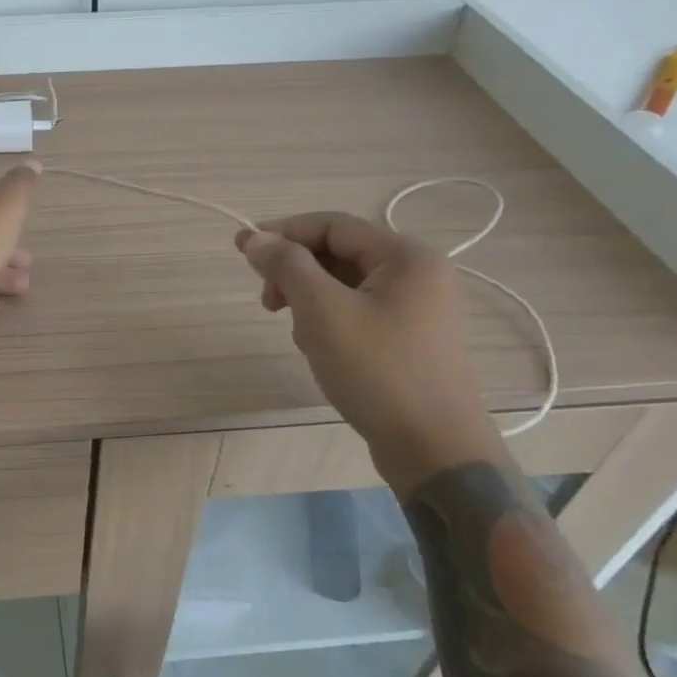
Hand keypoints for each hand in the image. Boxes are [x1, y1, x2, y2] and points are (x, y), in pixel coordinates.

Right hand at [237, 212, 499, 487]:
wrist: (435, 452)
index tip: (242, 250)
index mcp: (407, 256)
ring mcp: (418, 308)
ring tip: (300, 336)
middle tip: (268, 304)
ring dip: (310, 301)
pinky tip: (320, 350)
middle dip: (297, 273)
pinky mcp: (410, 339)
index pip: (332, 225)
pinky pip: (358, 312)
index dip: (283, 232)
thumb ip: (287, 266)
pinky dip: (330, 322)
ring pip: (345, 285)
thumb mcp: (323, 312)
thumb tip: (255, 238)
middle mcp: (418, 273)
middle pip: (339, 253)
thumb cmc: (379, 373)